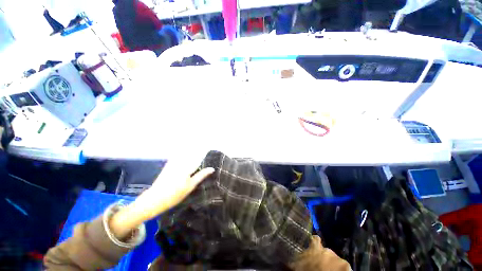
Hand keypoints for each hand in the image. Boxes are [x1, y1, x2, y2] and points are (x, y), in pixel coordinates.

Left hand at [110, 152, 213, 238]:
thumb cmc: (175, 195)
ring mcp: (173, 164)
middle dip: (198, 149)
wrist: (154, 200)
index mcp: (187, 168)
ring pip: (184, 154)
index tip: (209, 149)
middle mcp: (180, 163)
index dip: (205, 153)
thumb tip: (211, 169)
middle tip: (204, 148)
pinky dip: (181, 153)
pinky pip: (176, 156)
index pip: (199, 158)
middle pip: (191, 154)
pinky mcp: (167, 166)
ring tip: (196, 148)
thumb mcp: (190, 187)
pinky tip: (183, 153)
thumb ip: (201, 176)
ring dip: (190, 150)